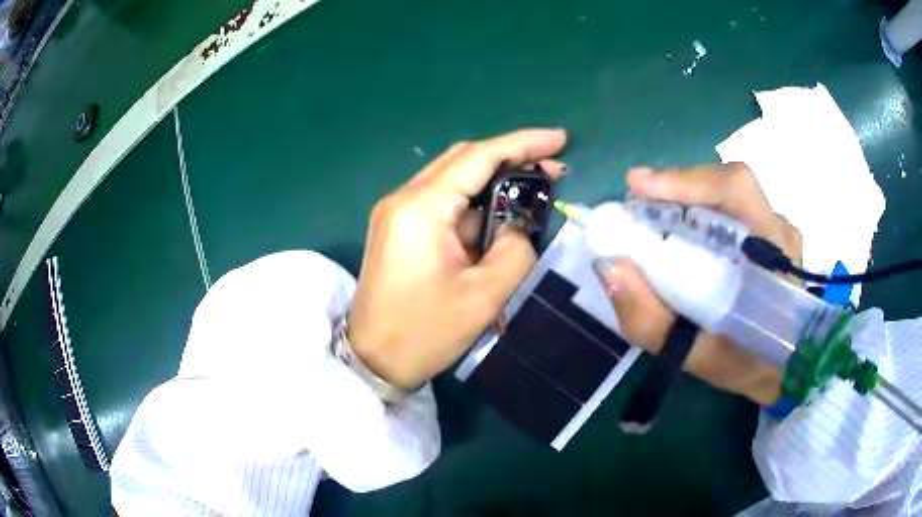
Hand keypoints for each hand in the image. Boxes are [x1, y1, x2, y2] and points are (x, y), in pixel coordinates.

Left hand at [348, 129, 567, 389]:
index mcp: (421, 208)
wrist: (373, 360)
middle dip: (511, 158)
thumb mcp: (484, 295)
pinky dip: (473, 206)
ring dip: (493, 183)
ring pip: (452, 180)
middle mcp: (403, 198)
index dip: (523, 143)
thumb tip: (520, 226)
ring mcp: (396, 212)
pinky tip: (498, 219)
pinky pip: (441, 203)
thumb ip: (515, 249)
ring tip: (533, 195)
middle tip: (552, 169)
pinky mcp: (396, 228)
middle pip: (463, 159)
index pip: (479, 157)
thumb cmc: (425, 333)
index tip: (560, 139)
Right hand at [595, 163, 802, 404]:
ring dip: (685, 199)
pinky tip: (681, 234)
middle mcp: (778, 227)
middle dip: (676, 189)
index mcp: (772, 253)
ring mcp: (776, 225)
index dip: (686, 180)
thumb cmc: (745, 363)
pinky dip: (698, 211)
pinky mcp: (768, 229)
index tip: (638, 186)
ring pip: (726, 193)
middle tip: (636, 207)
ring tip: (652, 222)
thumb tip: (607, 265)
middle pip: (726, 183)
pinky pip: (730, 207)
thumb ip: (651, 319)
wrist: (784, 367)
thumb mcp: (695, 356)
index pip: (735, 190)